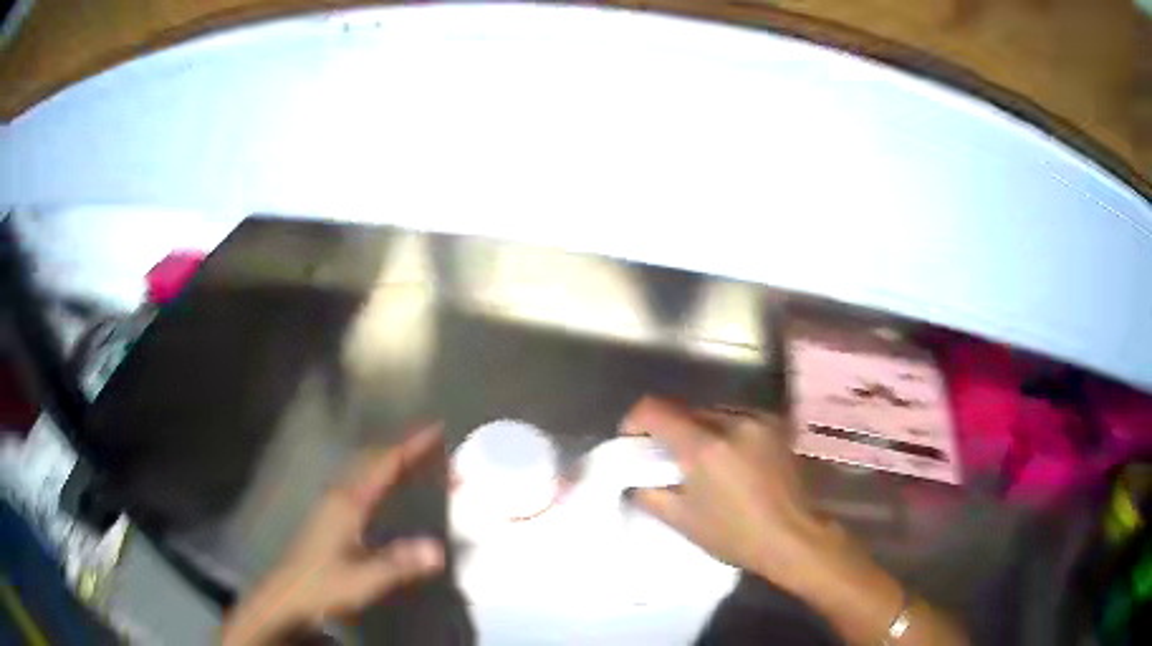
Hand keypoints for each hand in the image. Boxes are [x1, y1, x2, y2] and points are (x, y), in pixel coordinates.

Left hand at [222, 426, 446, 644]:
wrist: (288, 595)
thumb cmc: (324, 584)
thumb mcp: (364, 579)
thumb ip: (399, 564)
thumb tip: (439, 549)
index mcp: (348, 501)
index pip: (383, 464)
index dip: (411, 446)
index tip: (438, 430)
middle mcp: (340, 494)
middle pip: (376, 461)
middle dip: (409, 454)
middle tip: (443, 456)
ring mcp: (333, 503)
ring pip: (368, 472)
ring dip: (397, 466)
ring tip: (426, 470)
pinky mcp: (332, 515)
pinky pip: (364, 485)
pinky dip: (385, 480)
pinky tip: (395, 496)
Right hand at [620, 397, 836, 586]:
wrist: (793, 537)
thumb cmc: (734, 535)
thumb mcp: (682, 519)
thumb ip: (649, 492)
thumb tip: (634, 477)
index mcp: (705, 446)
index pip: (655, 409)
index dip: (635, 420)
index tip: (632, 441)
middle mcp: (732, 422)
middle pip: (685, 410)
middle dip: (669, 429)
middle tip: (665, 458)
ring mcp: (758, 420)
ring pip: (712, 413)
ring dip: (698, 430)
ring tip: (700, 461)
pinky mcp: (775, 425)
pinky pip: (737, 418)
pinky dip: (723, 432)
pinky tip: (729, 459)